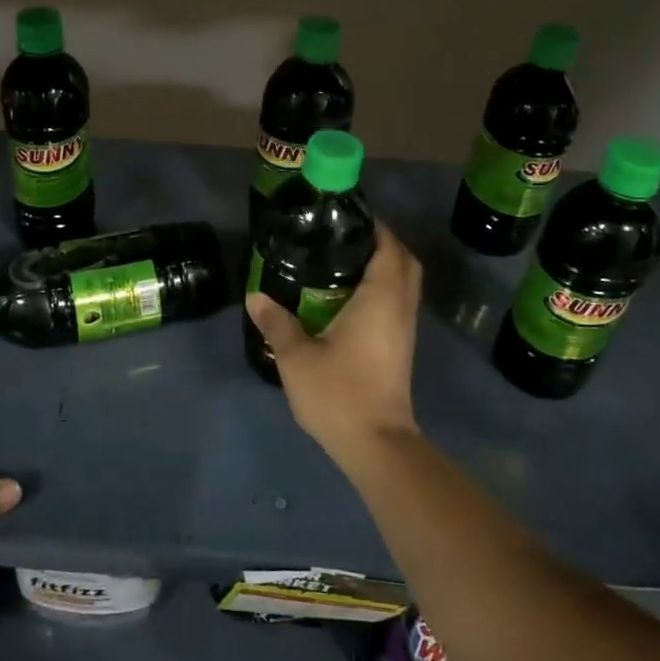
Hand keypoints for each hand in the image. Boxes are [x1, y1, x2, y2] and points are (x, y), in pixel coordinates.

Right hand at [245, 222, 421, 471]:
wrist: (376, 445)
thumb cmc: (339, 393)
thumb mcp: (297, 357)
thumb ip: (276, 322)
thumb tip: (254, 295)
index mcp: (381, 299)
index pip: (388, 247)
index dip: (374, 226)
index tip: (347, 215)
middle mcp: (400, 308)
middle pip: (404, 261)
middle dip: (381, 243)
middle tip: (344, 236)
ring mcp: (404, 329)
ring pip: (404, 283)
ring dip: (383, 266)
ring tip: (342, 260)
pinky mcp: (400, 347)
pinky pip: (397, 302)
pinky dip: (381, 288)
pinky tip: (347, 297)